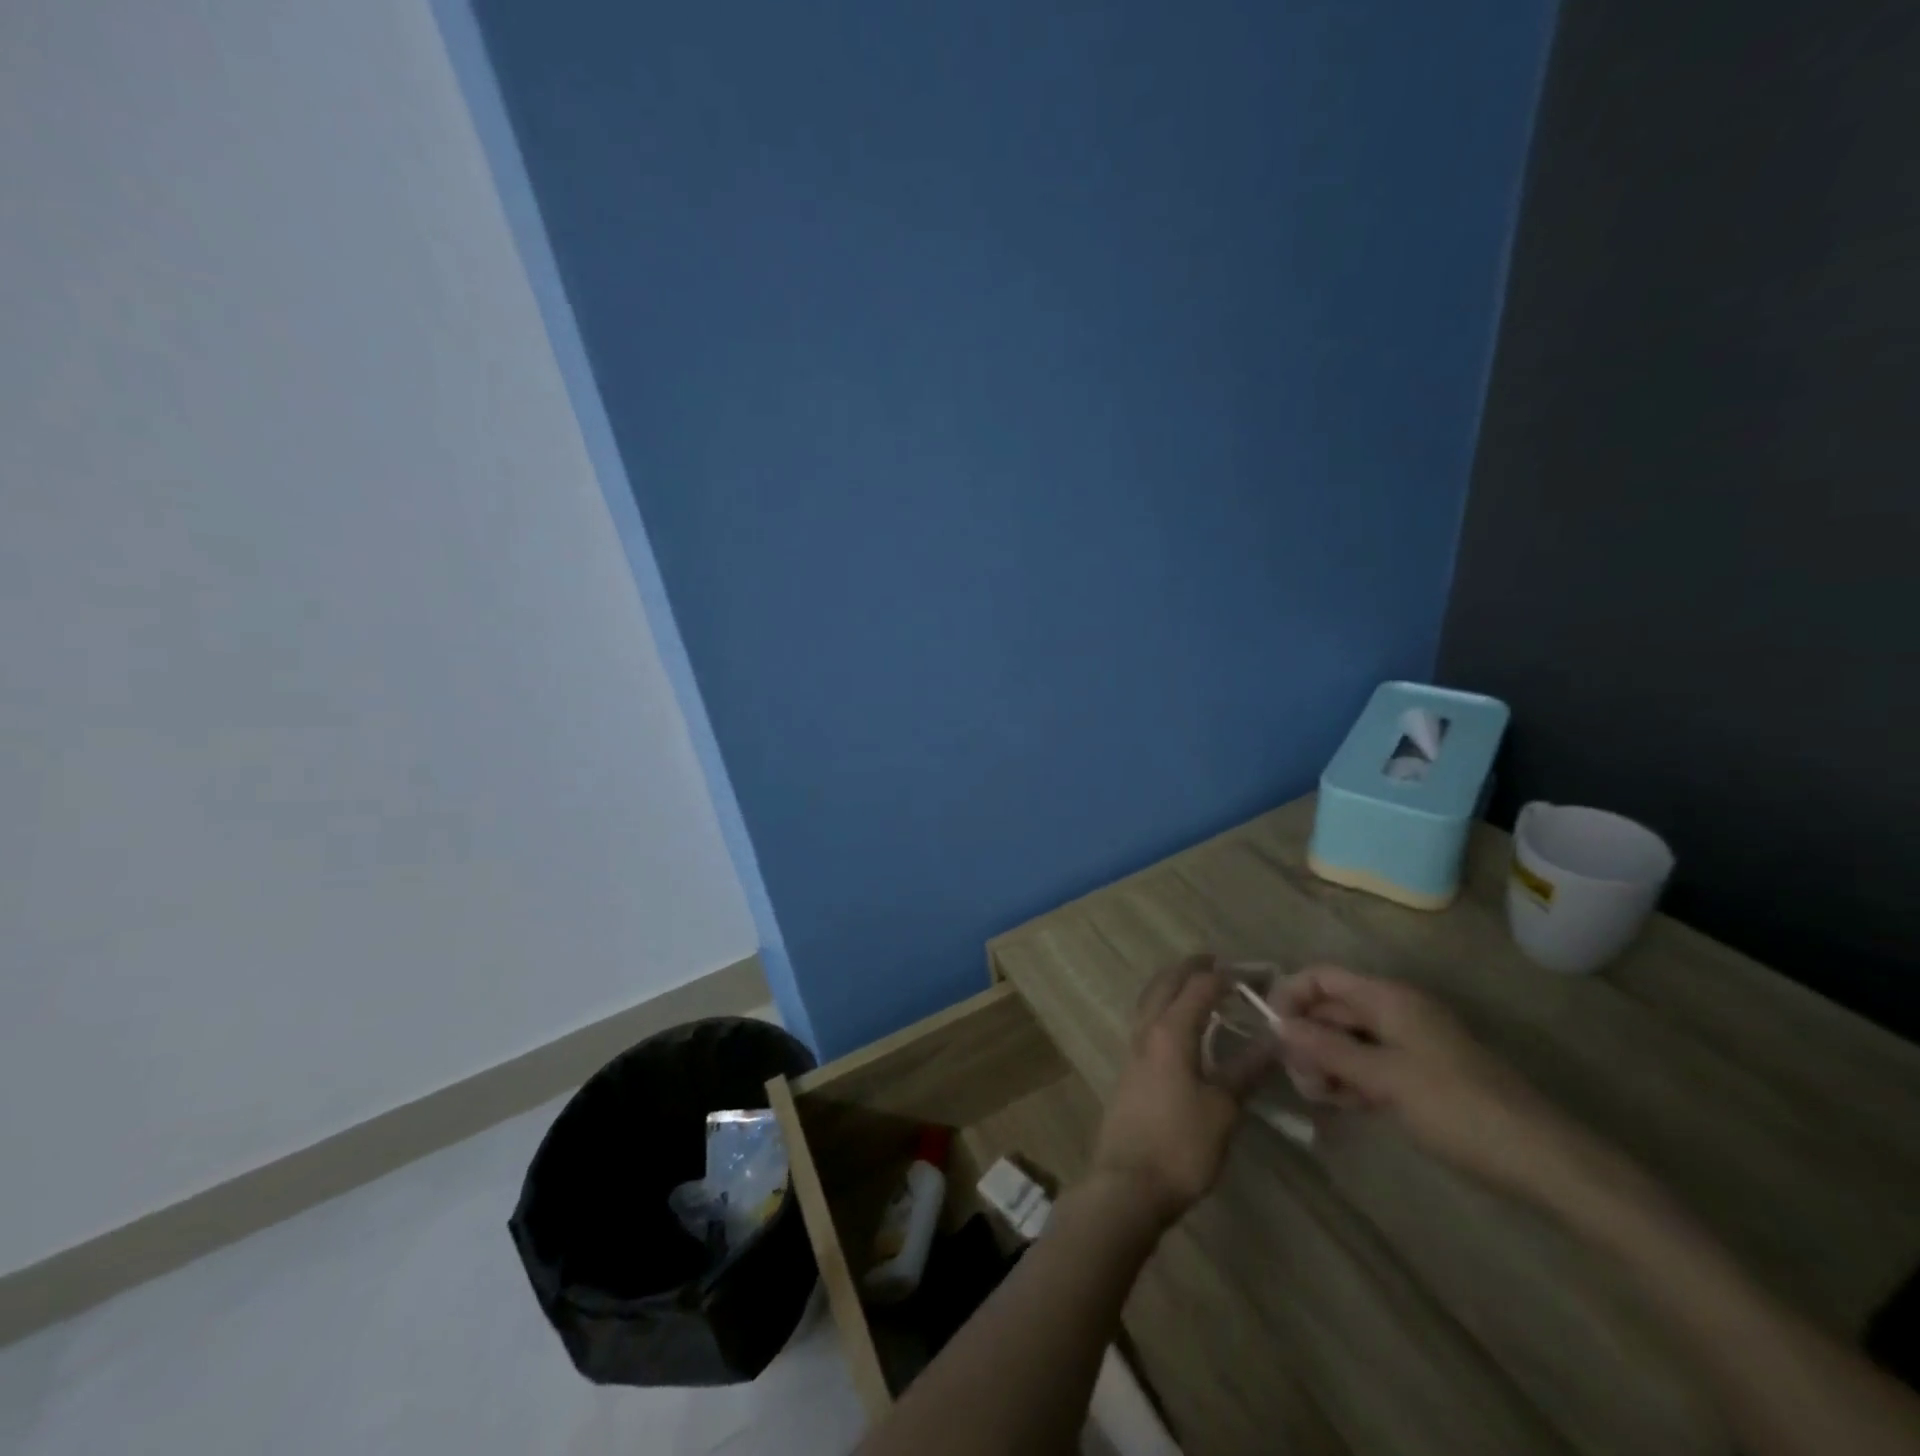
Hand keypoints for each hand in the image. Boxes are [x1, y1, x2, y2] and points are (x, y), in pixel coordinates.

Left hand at [1089, 954, 1265, 1229]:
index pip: (1198, 987)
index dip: (1225, 976)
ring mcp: (1132, 1049)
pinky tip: (1179, 1026)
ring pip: (1150, 1000)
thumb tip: (1273, 1040)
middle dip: (1189, 968)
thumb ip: (1245, 1070)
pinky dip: (1163, 1008)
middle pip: (1165, 984)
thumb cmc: (1181, 1145)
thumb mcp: (1223, 1109)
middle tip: (1215, 962)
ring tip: (1197, 986)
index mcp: (1169, 1032)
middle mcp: (1146, 1031)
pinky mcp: (1129, 1069)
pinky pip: (1146, 1021)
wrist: (1128, 1184)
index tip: (1253, 974)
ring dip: (1172, 986)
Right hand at [1272, 965, 1572, 1200]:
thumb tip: (1278, 1025)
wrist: (1543, 1162)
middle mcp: (1394, 1012)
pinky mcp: (1417, 1075)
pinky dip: (1350, 1080)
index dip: (1291, 996)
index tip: (1272, 1033)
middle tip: (1302, 1082)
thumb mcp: (1384, 1078)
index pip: (1322, 977)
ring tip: (1324, 1099)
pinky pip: (1367, 1065)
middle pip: (1330, 1010)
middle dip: (1307, 1039)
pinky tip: (1345, 1106)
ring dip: (1326, 1064)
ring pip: (1345, 1041)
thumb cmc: (1457, 1109)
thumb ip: (1327, 1050)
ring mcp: (1407, 1044)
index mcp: (1388, 998)